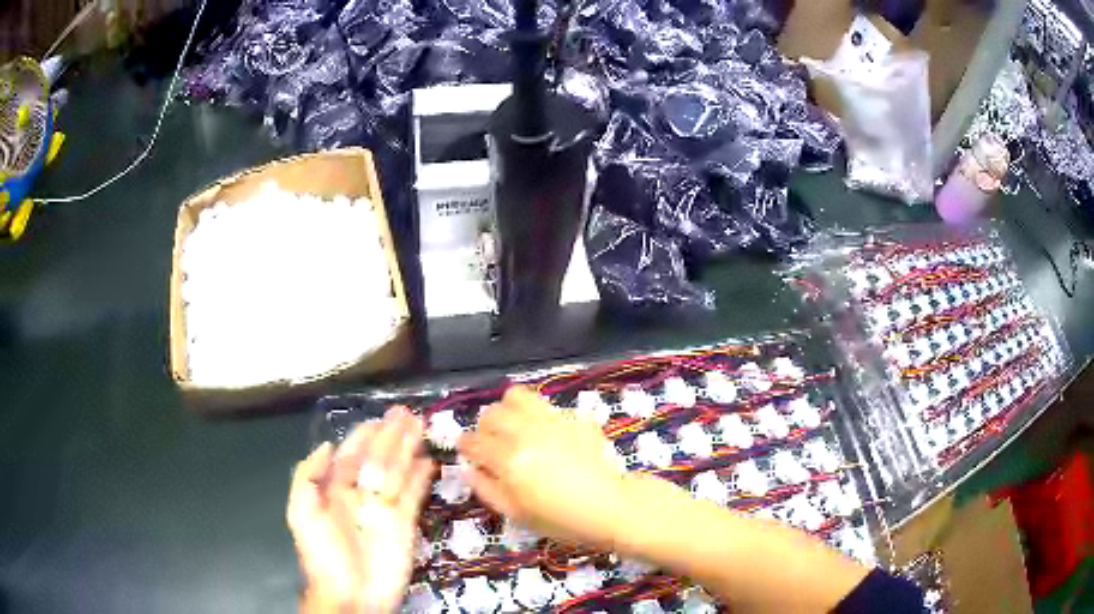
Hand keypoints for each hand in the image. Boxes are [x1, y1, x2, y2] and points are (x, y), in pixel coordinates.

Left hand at [287, 407, 433, 613]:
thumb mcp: (301, 514)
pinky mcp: (404, 523)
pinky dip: (421, 478)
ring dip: (408, 449)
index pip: (351, 456)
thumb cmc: (323, 554)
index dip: (364, 436)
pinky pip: (413, 495)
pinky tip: (427, 461)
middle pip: (378, 459)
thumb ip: (307, 477)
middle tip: (406, 413)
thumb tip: (327, 446)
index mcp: (335, 490)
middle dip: (390, 436)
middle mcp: (361, 494)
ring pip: (397, 471)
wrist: (351, 595)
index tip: (379, 419)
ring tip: (419, 426)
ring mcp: (384, 508)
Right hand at [458, 386, 628, 550]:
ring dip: (508, 411)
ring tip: (515, 428)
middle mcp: (525, 433)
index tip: (468, 453)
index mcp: (508, 459)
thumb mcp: (517, 514)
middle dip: (485, 429)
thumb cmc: (562, 519)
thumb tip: (470, 469)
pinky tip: (546, 435)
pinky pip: (545, 406)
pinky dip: (537, 416)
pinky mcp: (573, 417)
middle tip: (493, 445)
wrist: (611, 506)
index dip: (465, 446)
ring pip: (515, 397)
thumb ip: (487, 489)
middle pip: (490, 414)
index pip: (472, 441)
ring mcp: (551, 420)